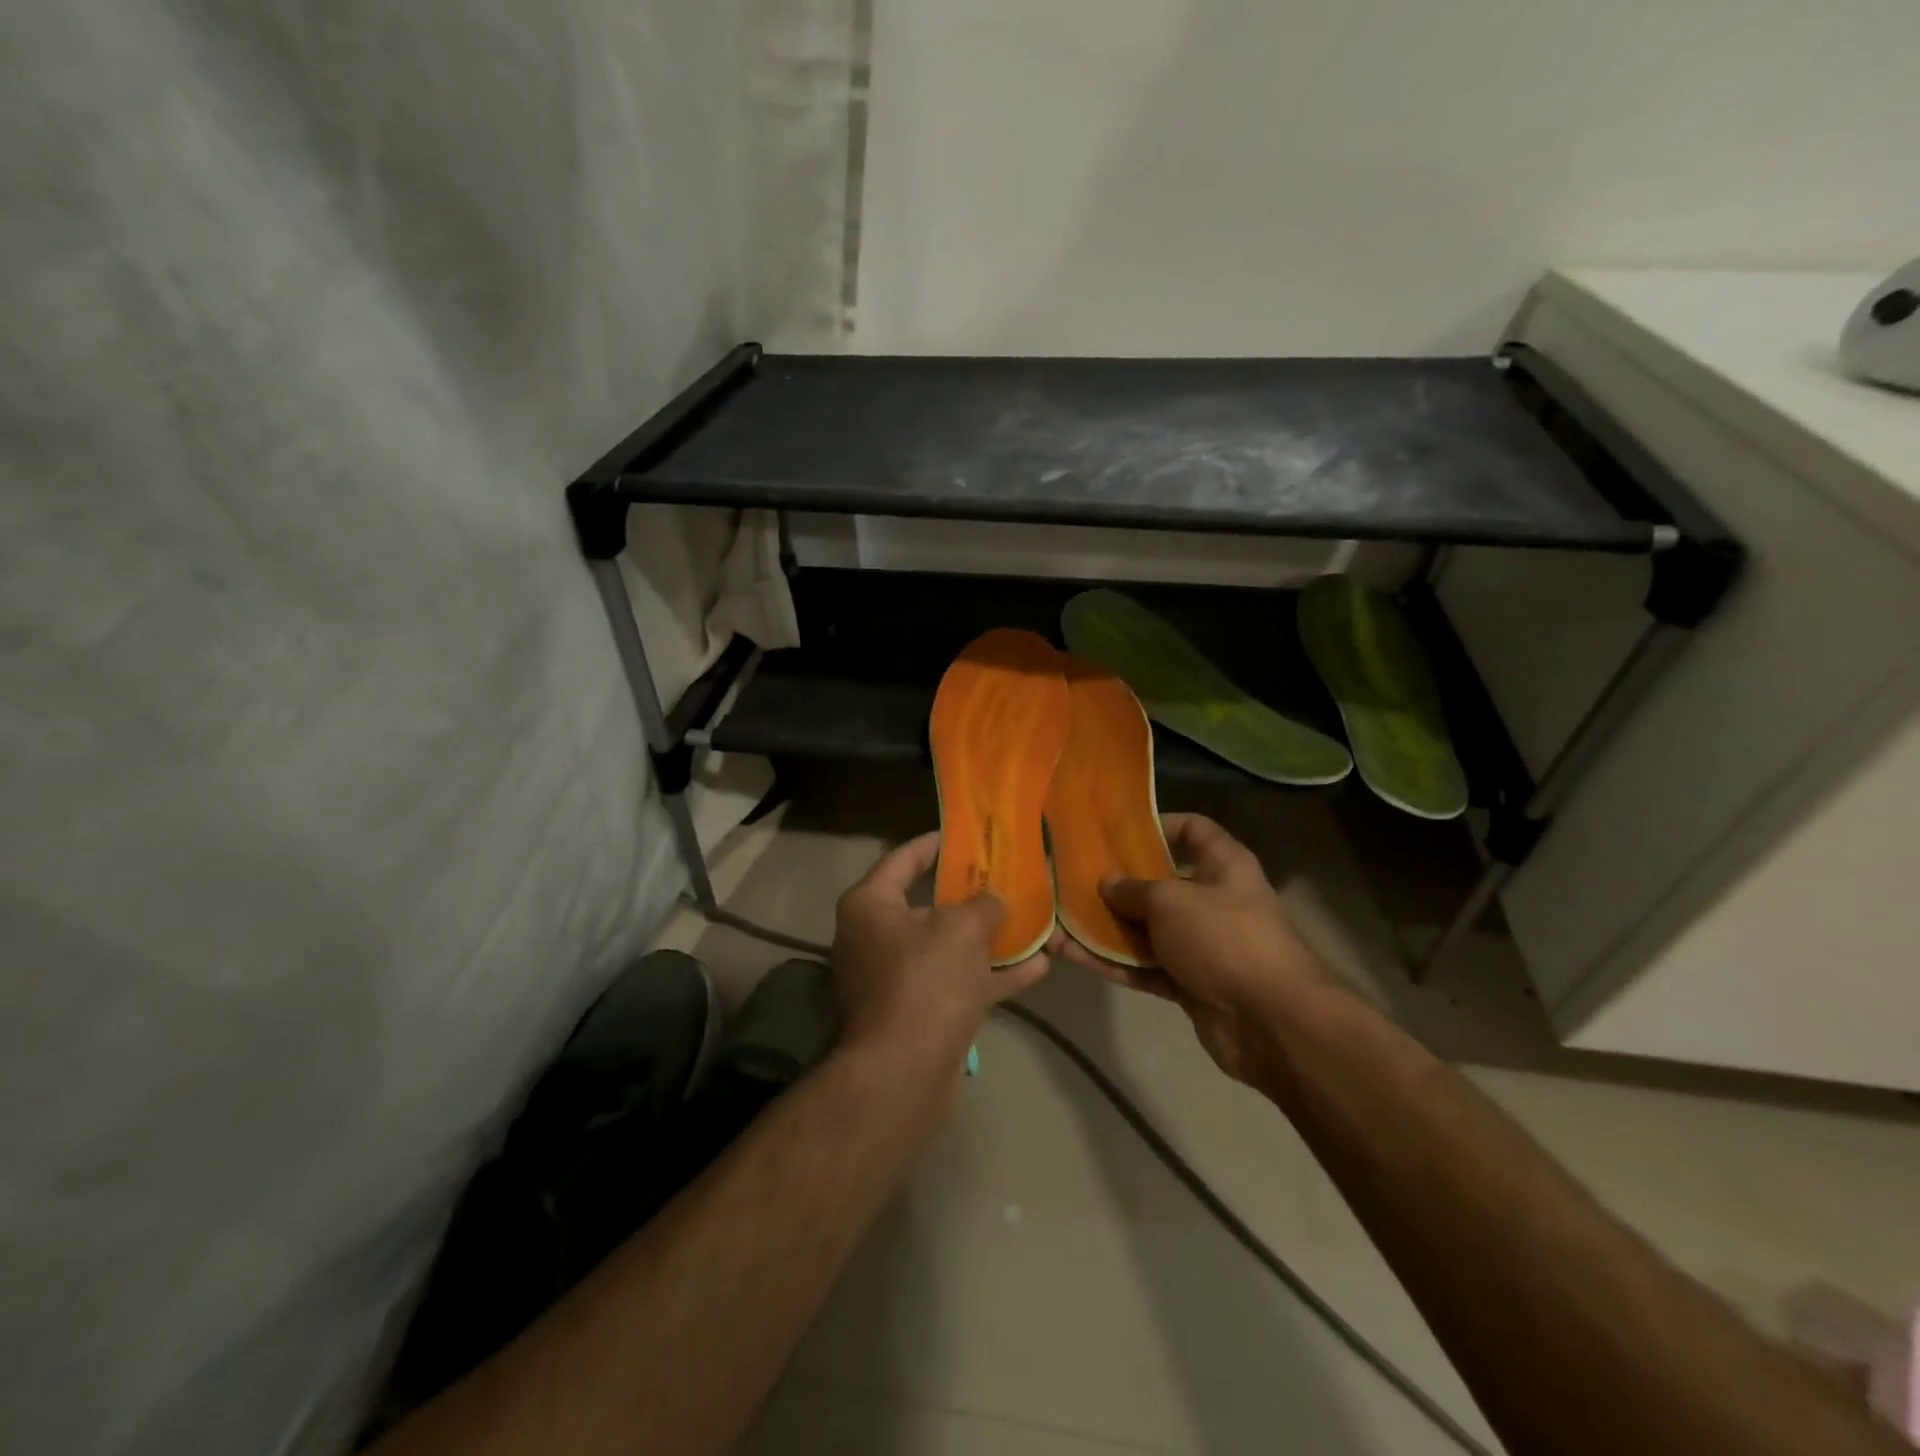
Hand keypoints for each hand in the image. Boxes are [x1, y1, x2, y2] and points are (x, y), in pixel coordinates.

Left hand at [833, 831, 1049, 1073]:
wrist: (904, 1074)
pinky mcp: (919, 1013)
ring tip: (1032, 921)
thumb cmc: (926, 981)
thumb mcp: (962, 929)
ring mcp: (896, 979)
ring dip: (990, 939)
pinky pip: (958, 983)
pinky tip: (1037, 967)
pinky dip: (992, 976)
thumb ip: (983, 906)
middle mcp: (876, 938)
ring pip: (949, 948)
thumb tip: (994, 901)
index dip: (936, 843)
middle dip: (971, 895)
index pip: (903, 858)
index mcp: (870, 905)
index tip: (966, 834)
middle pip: (928, 905)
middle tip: (1005, 877)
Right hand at [1051, 813, 1335, 1085]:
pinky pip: (1143, 966)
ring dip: (1104, 927)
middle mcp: (1212, 899)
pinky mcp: (1188, 982)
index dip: (1156, 825)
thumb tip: (1108, 883)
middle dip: (1116, 883)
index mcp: (1222, 865)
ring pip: (1145, 929)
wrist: (1270, 1022)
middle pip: (1159, 882)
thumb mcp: (1171, 900)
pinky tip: (1071, 955)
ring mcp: (1200, 944)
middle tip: (1071, 877)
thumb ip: (1134, 889)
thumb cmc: (1223, 938)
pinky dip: (1112, 962)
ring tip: (1058, 918)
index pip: (1191, 829)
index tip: (1114, 832)